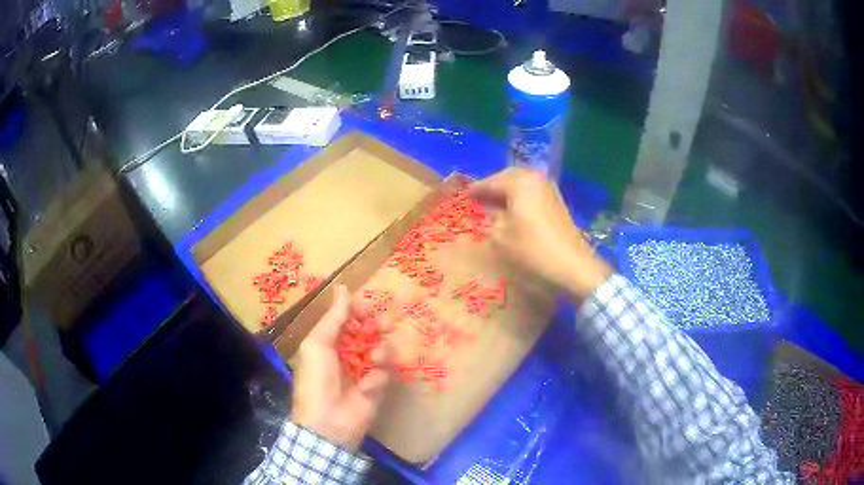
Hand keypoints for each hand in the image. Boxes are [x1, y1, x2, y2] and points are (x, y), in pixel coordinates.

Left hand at [290, 285, 389, 450]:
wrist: (328, 421)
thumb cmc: (317, 379)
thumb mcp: (318, 344)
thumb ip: (333, 318)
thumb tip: (342, 288)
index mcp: (330, 340)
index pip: (349, 317)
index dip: (359, 310)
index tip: (368, 308)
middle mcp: (348, 352)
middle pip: (369, 331)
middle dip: (378, 326)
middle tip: (385, 325)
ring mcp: (364, 370)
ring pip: (382, 349)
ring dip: (380, 352)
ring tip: (374, 360)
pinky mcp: (377, 387)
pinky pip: (384, 373)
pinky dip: (376, 378)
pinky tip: (366, 388)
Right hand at [471, 168, 612, 299]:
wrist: (571, 266)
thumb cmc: (531, 250)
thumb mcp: (501, 238)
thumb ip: (491, 220)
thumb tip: (491, 213)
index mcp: (519, 183)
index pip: (492, 182)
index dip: (477, 190)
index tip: (465, 195)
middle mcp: (535, 179)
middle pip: (509, 178)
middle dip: (495, 186)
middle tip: (480, 197)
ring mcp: (549, 190)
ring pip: (523, 185)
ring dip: (509, 192)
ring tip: (495, 205)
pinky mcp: (558, 204)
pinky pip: (533, 194)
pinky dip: (521, 199)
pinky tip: (515, 212)